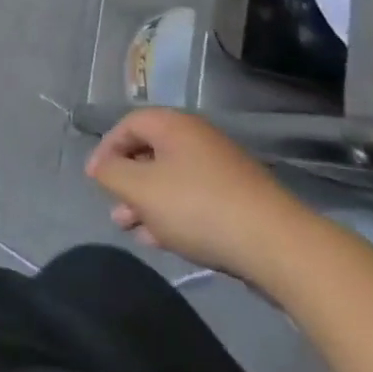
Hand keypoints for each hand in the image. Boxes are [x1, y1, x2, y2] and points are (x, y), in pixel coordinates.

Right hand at [85, 109, 313, 282]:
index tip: (94, 180)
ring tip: (133, 231)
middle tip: (115, 211)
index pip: (128, 124)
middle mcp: (198, 139)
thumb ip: (111, 174)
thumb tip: (101, 166)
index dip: (106, 149)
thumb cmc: (198, 207)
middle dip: (127, 183)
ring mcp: (221, 170)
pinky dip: (173, 215)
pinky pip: (194, 200)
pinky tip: (162, 241)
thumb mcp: (140, 189)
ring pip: (171, 181)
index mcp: (174, 126)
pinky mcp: (238, 200)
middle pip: (150, 153)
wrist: (278, 246)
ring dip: (147, 204)